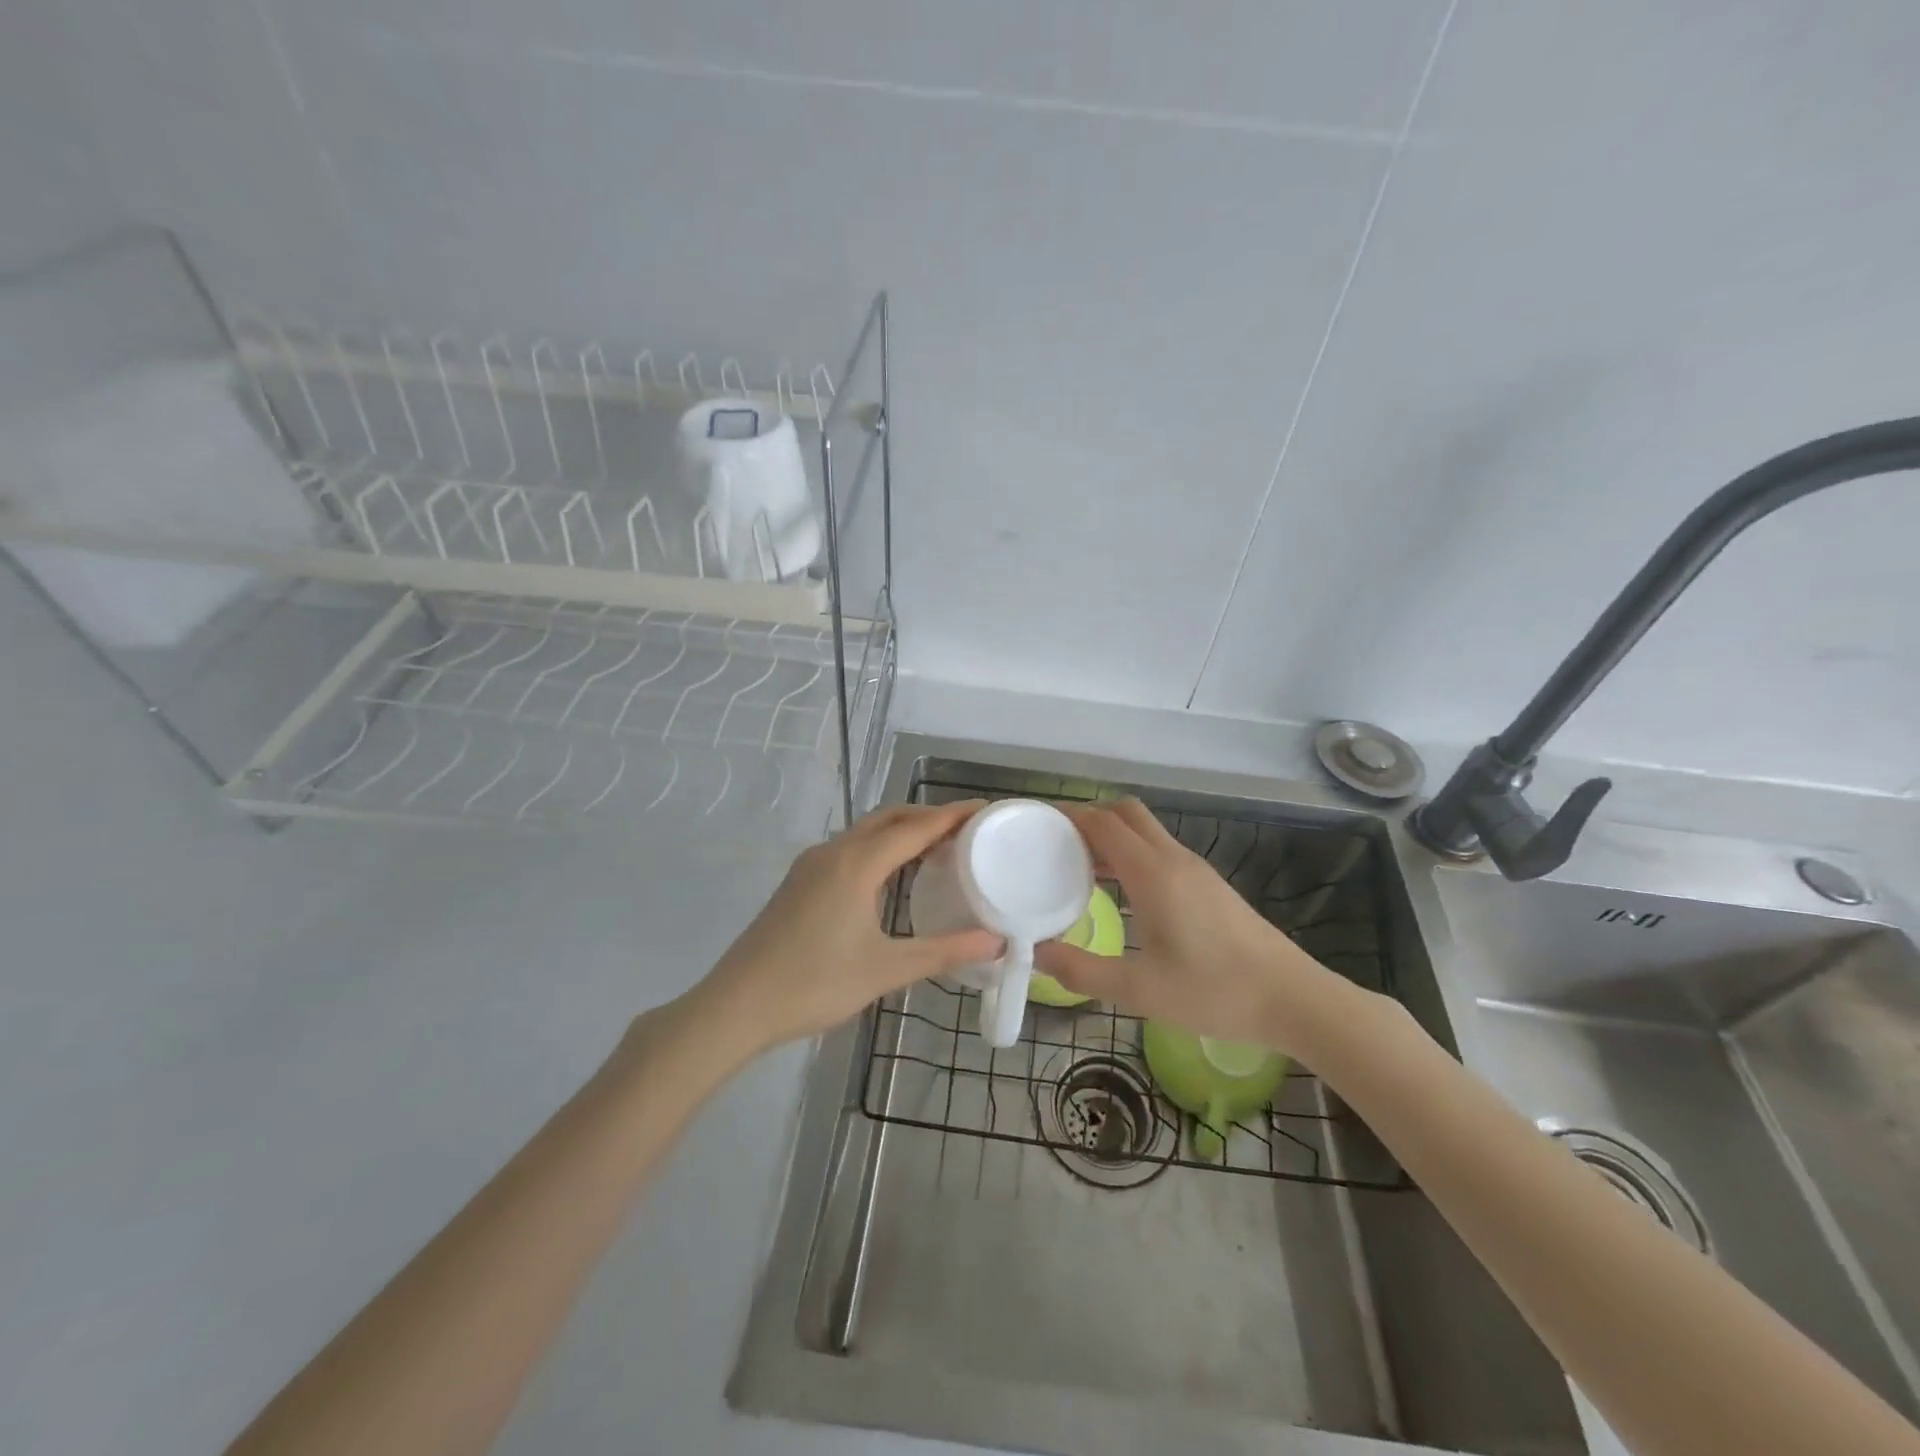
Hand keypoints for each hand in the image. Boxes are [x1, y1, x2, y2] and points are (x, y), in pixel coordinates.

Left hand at [688, 801, 1001, 1055]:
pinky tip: (893, 874)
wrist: (737, 1005)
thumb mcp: (886, 970)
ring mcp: (812, 864)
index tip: (987, 809)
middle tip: (968, 830)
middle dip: (929, 817)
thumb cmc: (815, 984)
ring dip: (903, 831)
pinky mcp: (799, 881)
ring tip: (939, 849)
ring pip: (866, 831)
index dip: (953, 815)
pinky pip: (850, 848)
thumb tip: (995, 942)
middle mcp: (834, 852)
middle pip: (889, 818)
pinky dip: (880, 847)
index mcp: (857, 863)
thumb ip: (943, 951)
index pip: (916, 827)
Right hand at [1033, 798, 1348, 1056]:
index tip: (1037, 823)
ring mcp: (1196, 870)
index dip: (1068, 815)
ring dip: (1111, 835)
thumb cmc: (1216, 992)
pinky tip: (1120, 890)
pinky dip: (1131, 853)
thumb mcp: (1140, 990)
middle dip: (1089, 817)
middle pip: (1126, 813)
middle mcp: (1174, 859)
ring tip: (1077, 865)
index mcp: (1153, 874)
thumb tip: (1037, 953)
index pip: (1103, 823)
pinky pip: (1160, 850)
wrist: (1294, 999)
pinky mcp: (1209, 885)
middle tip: (1056, 842)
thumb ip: (1083, 971)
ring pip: (1146, 831)